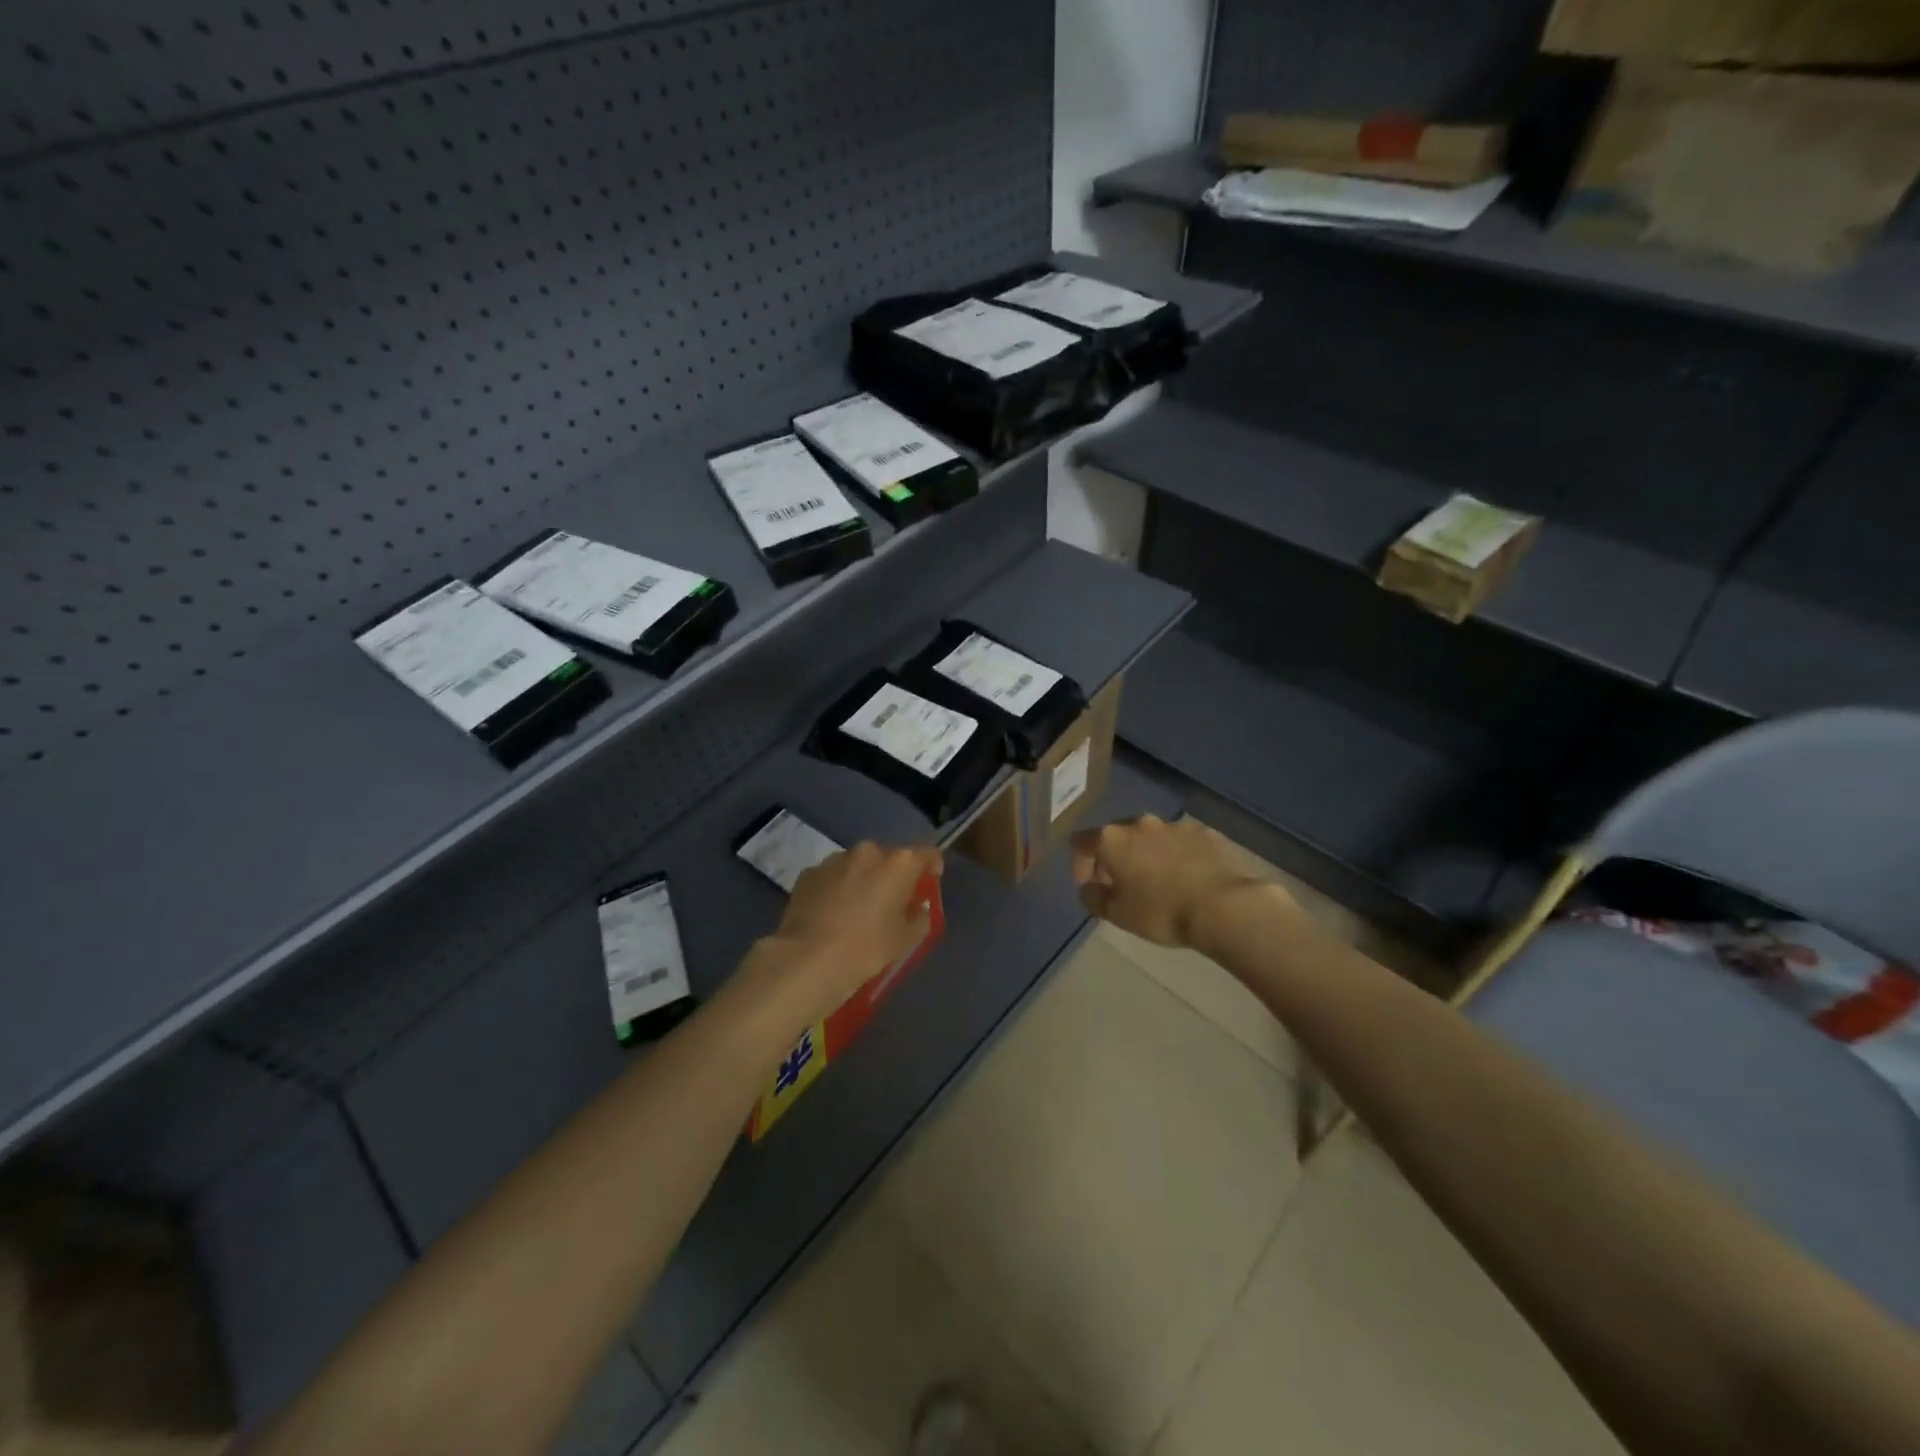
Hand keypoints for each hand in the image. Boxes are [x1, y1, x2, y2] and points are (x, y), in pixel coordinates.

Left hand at [750, 841, 942, 1026]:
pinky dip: (836, 888)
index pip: (927, 854)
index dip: (931, 868)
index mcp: (899, 863)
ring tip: (856, 910)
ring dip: (862, 880)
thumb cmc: (867, 947)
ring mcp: (834, 859)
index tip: (927, 885)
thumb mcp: (906, 939)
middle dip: (892, 876)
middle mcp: (868, 851)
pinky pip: (832, 876)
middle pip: (889, 858)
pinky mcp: (809, 873)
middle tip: (890, 903)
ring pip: (858, 865)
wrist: (808, 959)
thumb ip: (919, 917)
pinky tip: (831, 914)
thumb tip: (917, 907)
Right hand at [1070, 814, 1281, 948]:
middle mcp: (1141, 823)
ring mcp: (1176, 825)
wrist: (1225, 906)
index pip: (1080, 842)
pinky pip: (1181, 842)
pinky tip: (1188, 879)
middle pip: (1117, 835)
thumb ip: (1094, 898)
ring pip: (1151, 837)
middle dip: (1115, 858)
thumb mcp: (1117, 915)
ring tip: (1160, 883)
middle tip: (1123, 885)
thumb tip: (1088, 888)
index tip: (1090, 886)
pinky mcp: (1206, 833)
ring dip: (1147, 855)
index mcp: (1113, 839)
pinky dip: (1177, 856)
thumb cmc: (1161, 912)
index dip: (1079, 863)